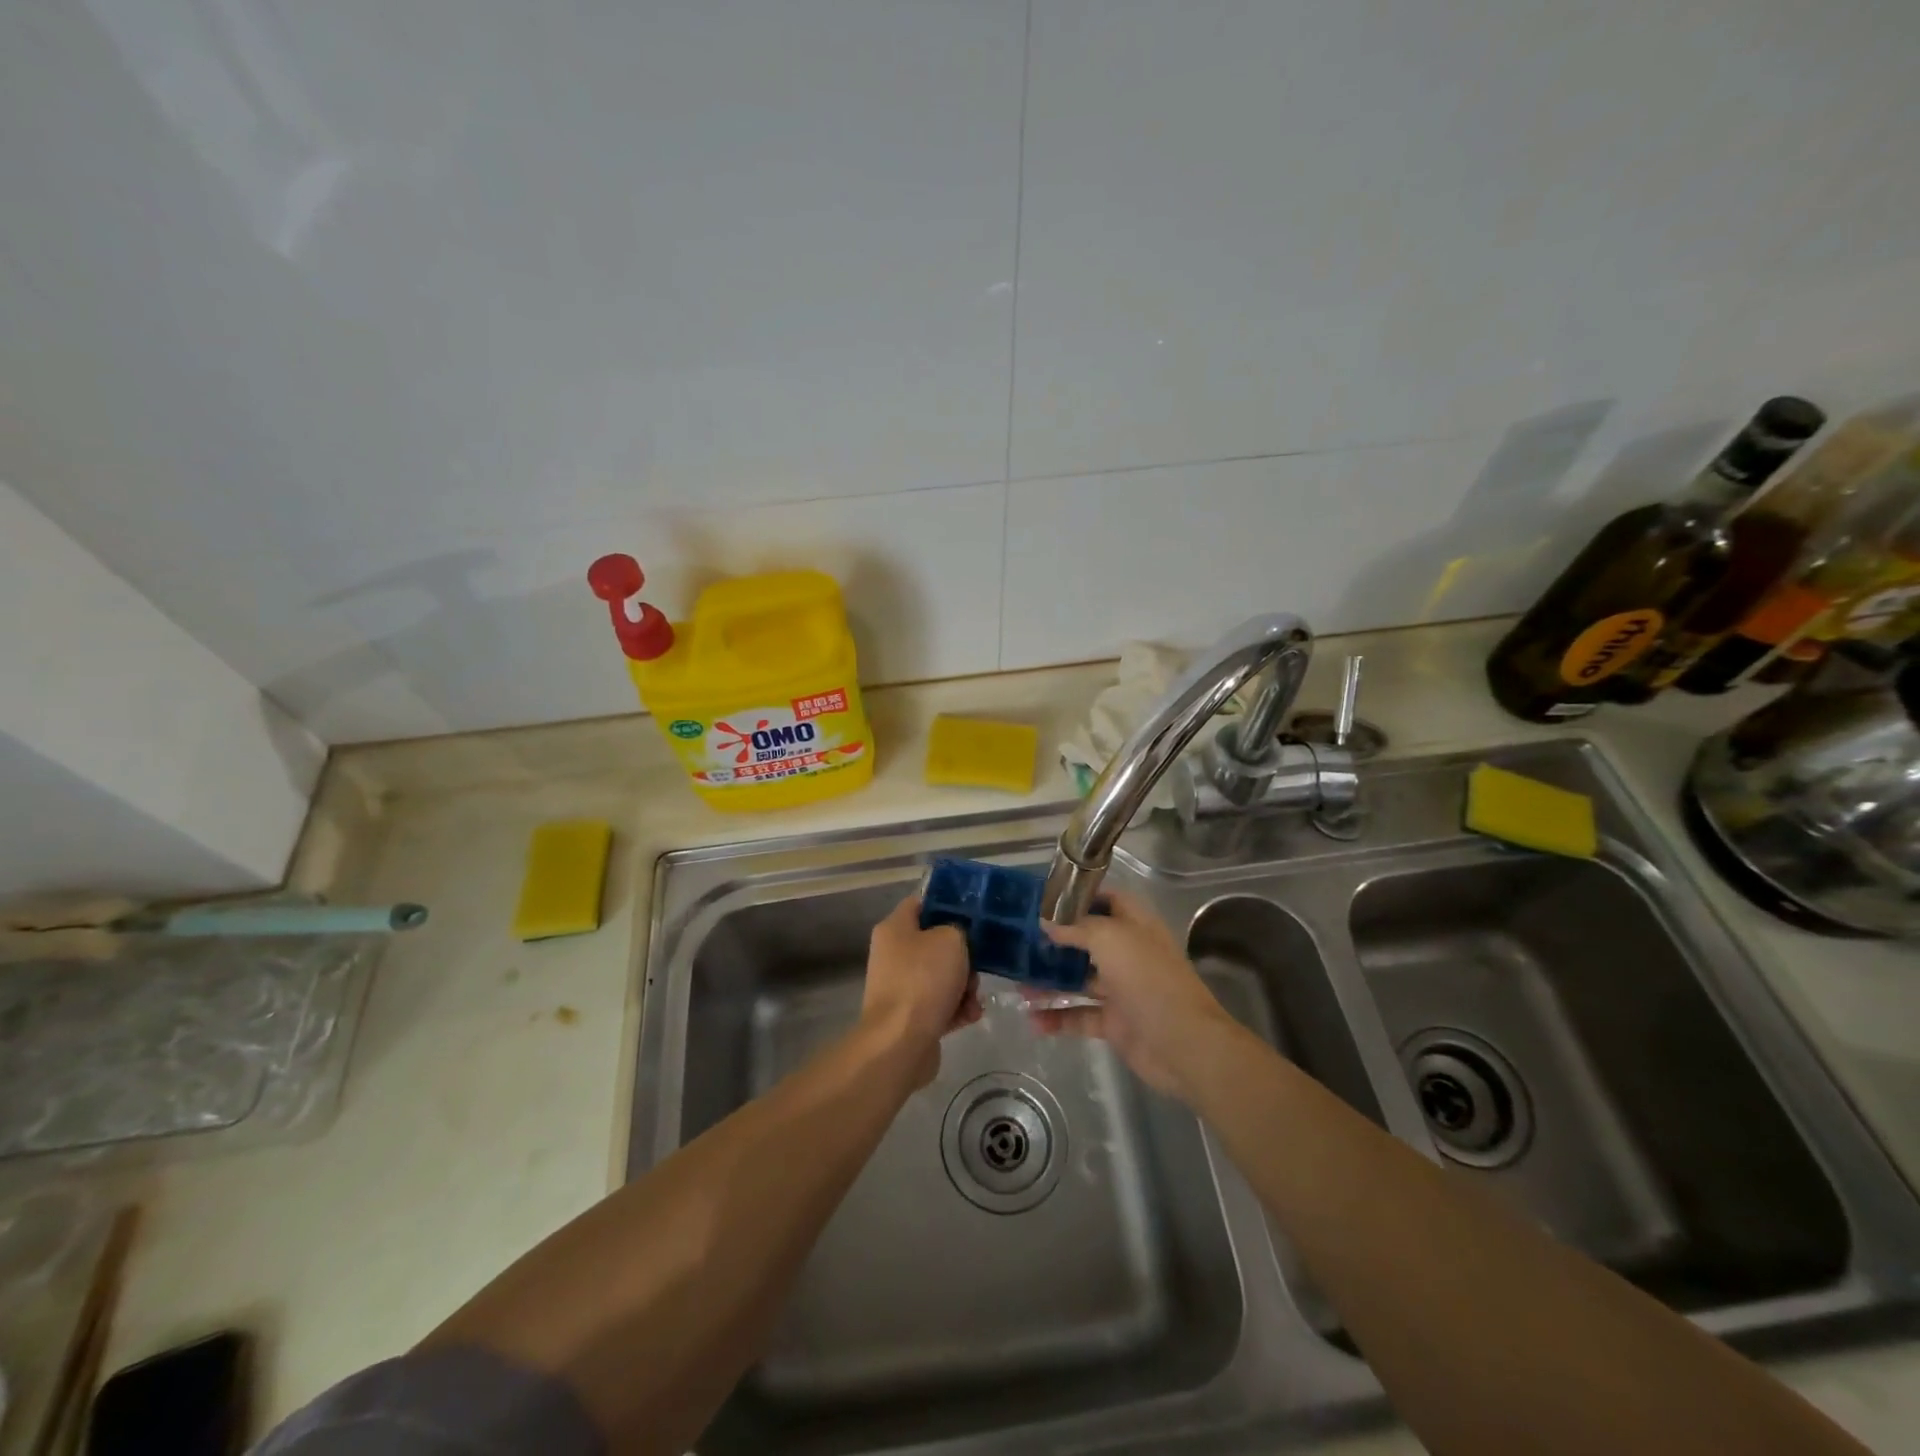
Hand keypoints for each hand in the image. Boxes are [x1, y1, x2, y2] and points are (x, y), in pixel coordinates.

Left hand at [861, 896, 979, 1086]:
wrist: (901, 1042)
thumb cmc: (924, 980)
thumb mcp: (950, 939)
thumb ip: (958, 930)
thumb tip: (954, 941)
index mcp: (895, 928)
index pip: (921, 903)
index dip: (947, 903)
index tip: (973, 913)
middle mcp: (893, 954)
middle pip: (935, 944)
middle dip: (963, 955)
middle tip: (977, 965)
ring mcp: (900, 986)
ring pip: (941, 976)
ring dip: (964, 986)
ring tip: (974, 998)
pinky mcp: (909, 1016)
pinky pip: (940, 1004)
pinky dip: (956, 1009)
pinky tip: (970, 1016)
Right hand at [1032, 892, 1236, 1098]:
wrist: (1184, 1046)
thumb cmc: (1149, 980)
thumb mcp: (1111, 940)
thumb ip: (1077, 928)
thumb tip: (1046, 922)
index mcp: (1136, 926)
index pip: (1107, 900)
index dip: (1079, 898)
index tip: (1044, 901)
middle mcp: (1128, 954)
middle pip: (1088, 940)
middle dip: (1056, 941)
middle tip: (1020, 942)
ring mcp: (1122, 990)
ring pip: (1079, 980)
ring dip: (1050, 982)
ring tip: (1017, 984)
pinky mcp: (1115, 1023)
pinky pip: (1080, 1016)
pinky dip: (1057, 1018)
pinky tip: (1032, 1020)